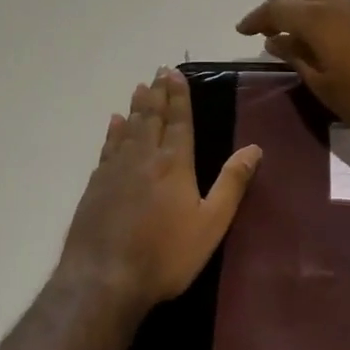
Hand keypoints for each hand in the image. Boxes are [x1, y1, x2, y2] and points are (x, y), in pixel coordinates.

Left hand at [58, 68, 262, 313]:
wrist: (104, 278)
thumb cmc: (166, 254)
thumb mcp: (211, 223)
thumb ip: (232, 183)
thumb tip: (254, 147)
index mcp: (174, 164)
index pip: (179, 122)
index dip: (179, 97)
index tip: (176, 73)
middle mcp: (143, 158)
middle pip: (151, 118)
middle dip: (158, 94)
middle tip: (159, 71)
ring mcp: (115, 170)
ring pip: (128, 129)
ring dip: (136, 107)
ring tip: (140, 88)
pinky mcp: (95, 186)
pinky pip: (107, 148)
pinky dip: (113, 132)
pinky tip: (114, 124)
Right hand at [236, 0, 349, 146]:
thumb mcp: (323, 85)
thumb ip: (297, 57)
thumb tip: (276, 40)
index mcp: (319, 18)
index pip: (277, 8)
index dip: (256, 19)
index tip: (242, 32)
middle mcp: (340, 4)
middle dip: (280, 6)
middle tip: (267, 29)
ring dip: (304, 8)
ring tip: (294, 35)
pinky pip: (342, 7)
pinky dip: (324, 15)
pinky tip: (325, 41)